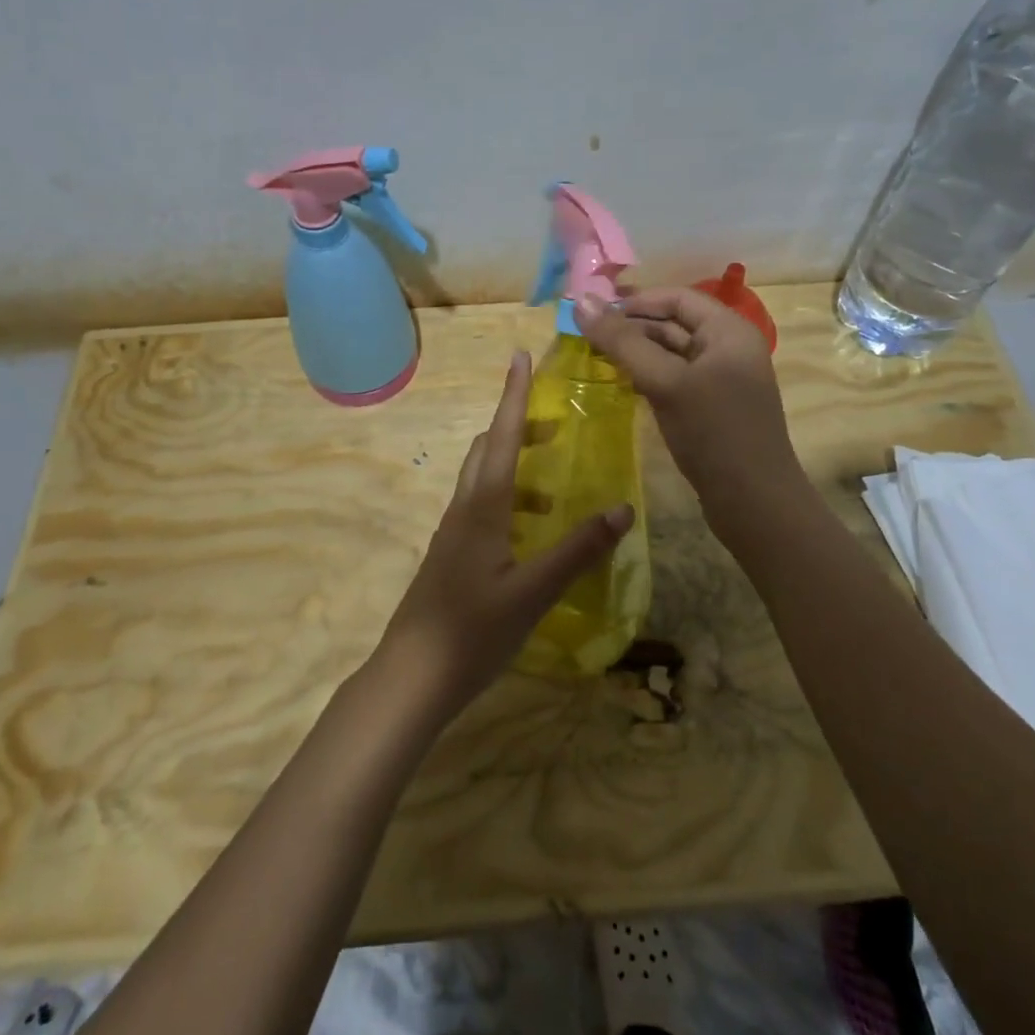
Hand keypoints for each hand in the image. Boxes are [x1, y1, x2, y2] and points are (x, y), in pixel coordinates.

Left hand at [373, 350, 634, 719]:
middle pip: (487, 450)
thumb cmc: (473, 630)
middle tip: (555, 428)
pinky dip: (509, 502)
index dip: (513, 396)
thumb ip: (578, 550)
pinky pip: (481, 510)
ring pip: (483, 482)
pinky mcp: (452, 556)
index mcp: (482, 506)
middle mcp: (464, 509)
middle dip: (517, 428)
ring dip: (515, 470)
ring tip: (556, 494)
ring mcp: (453, 534)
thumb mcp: (534, 591)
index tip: (520, 357)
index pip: (500, 436)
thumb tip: (622, 509)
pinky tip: (532, 537)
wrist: (412, 677)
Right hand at [573, 287, 804, 525]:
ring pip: (672, 353)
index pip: (677, 298)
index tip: (594, 314)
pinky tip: (622, 384)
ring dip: (637, 353)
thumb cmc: (713, 432)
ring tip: (596, 359)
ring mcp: (721, 379)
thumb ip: (623, 342)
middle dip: (632, 327)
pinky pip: (675, 378)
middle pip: (674, 323)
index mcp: (729, 330)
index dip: (635, 301)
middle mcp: (728, 347)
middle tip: (586, 338)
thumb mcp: (665, 382)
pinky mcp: (711, 406)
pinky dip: (648, 376)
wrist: (754, 502)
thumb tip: (581, 302)